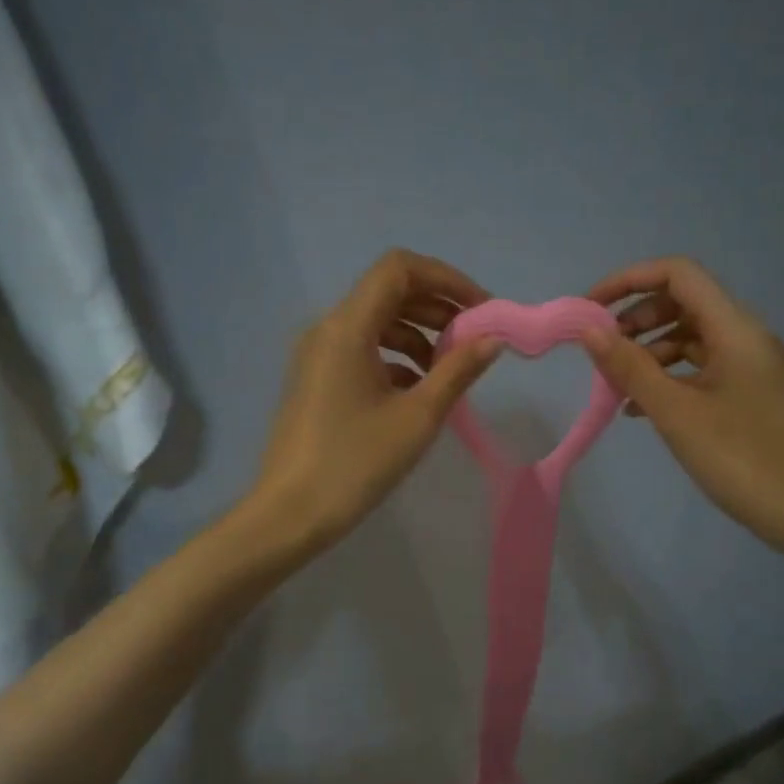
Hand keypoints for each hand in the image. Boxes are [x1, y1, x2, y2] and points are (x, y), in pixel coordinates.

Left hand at [251, 250, 499, 553]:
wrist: (290, 514)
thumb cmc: (355, 463)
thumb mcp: (417, 417)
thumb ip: (458, 371)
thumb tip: (492, 339)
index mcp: (347, 327)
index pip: (399, 269)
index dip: (446, 279)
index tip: (482, 309)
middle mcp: (327, 329)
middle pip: (388, 292)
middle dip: (437, 307)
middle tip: (475, 337)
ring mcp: (317, 355)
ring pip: (376, 322)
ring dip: (419, 334)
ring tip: (451, 369)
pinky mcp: (316, 379)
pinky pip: (362, 349)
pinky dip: (396, 357)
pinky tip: (419, 390)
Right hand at [581, 257, 783, 551]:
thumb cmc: (740, 458)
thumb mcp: (676, 412)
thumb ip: (630, 367)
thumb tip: (589, 330)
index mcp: (735, 329)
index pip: (679, 274)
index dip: (630, 280)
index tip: (590, 308)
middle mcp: (745, 338)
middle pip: (683, 303)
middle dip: (636, 319)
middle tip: (602, 351)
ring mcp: (750, 367)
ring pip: (690, 339)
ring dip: (649, 352)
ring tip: (616, 384)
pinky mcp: (749, 395)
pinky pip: (701, 370)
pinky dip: (668, 378)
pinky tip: (639, 410)